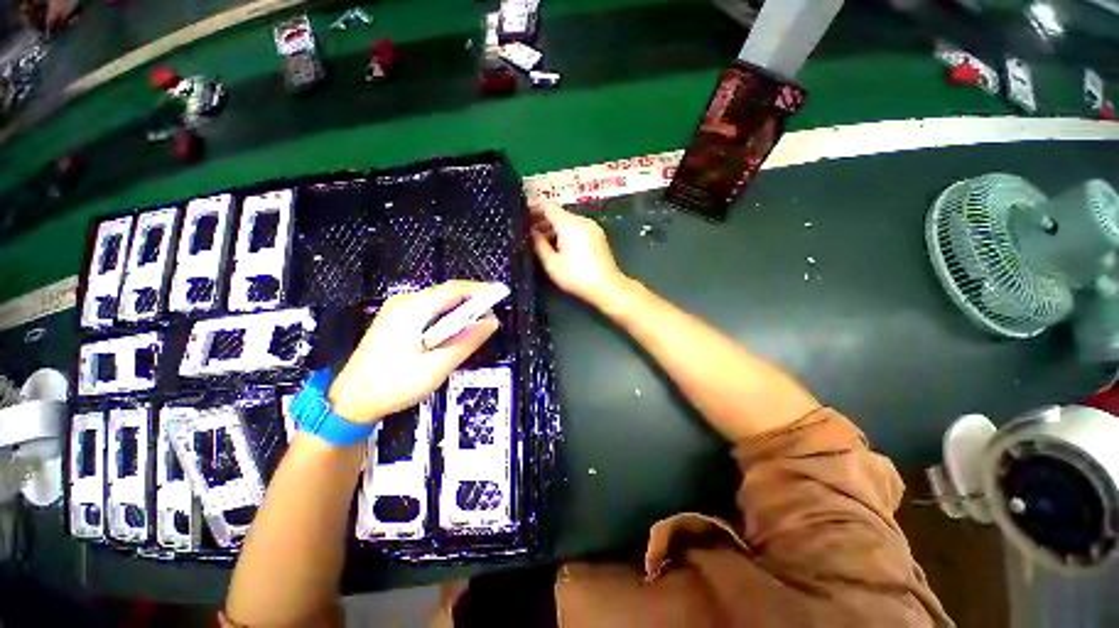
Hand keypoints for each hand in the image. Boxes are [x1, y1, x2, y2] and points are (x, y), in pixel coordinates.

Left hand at [328, 281, 499, 423]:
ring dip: (461, 310)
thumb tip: (491, 322)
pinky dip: (448, 317)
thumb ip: (466, 342)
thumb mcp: (436, 367)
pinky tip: (454, 332)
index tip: (502, 295)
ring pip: (440, 302)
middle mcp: (404, 303)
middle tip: (492, 316)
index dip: (481, 290)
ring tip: (478, 325)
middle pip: (447, 293)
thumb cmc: (392, 385)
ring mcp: (398, 310)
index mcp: (412, 310)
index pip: (455, 290)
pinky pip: (430, 310)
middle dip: (473, 301)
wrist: (350, 401)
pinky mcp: (397, 319)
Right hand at [530, 202, 629, 309]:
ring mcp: (593, 227)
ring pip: (569, 221)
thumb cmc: (576, 276)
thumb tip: (532, 232)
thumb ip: (539, 244)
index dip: (533, 210)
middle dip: (543, 221)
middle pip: (559, 213)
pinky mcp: (598, 236)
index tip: (523, 219)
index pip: (548, 206)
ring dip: (555, 228)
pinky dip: (566, 232)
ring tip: (543, 243)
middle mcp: (582, 220)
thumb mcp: (551, 263)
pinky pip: (578, 227)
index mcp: (569, 224)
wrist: (607, 287)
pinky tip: (560, 247)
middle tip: (530, 234)